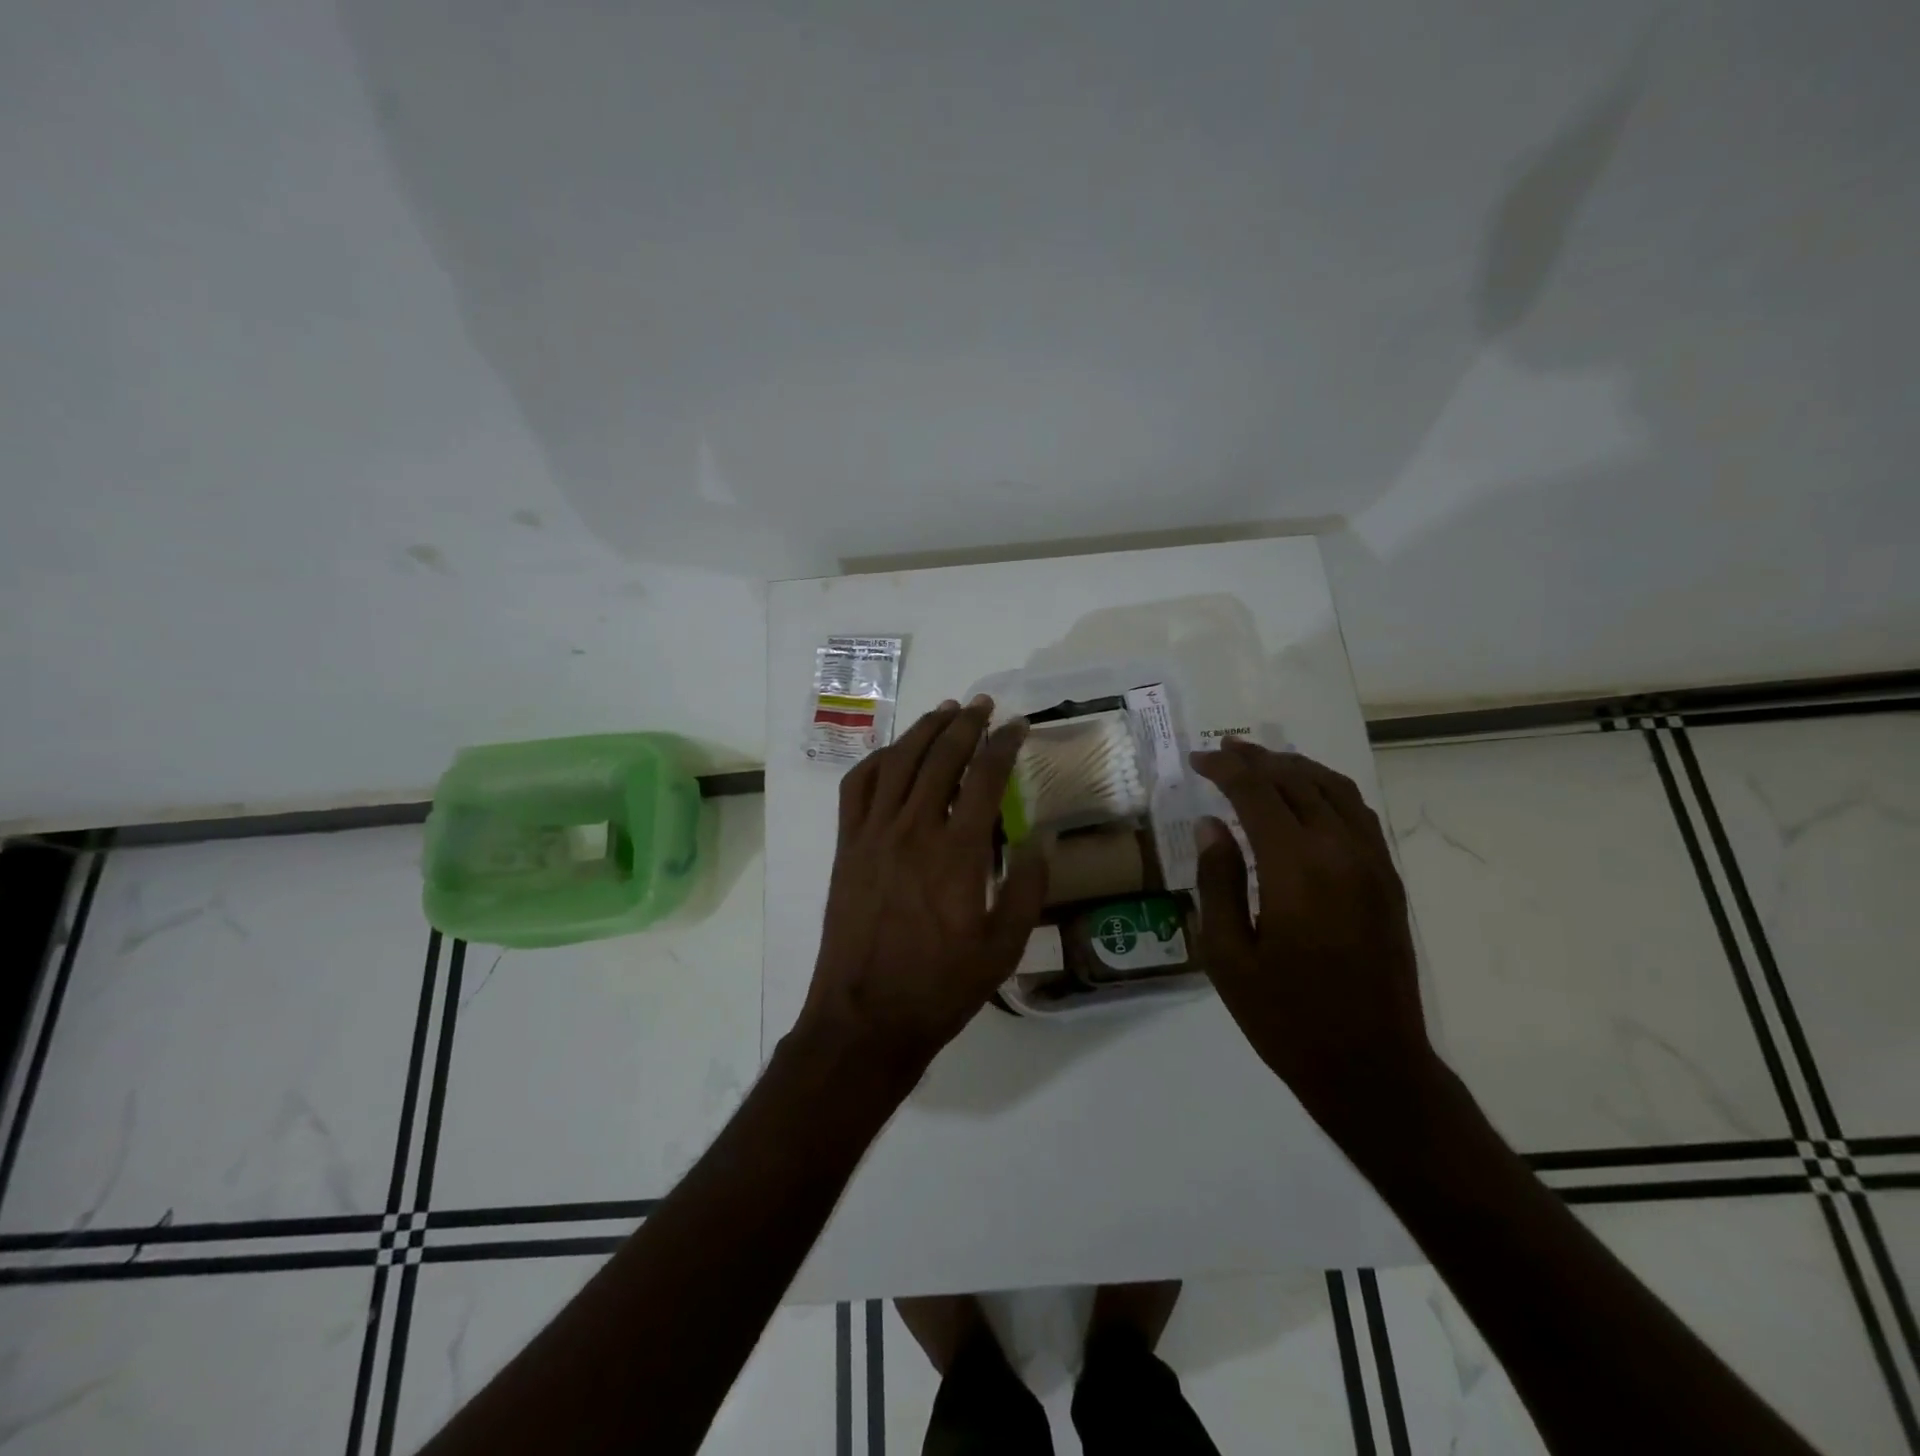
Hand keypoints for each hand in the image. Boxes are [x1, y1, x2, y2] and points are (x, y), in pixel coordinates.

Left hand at [799, 696, 1049, 1079]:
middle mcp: (913, 830)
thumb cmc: (940, 987)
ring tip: (945, 712)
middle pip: (940, 757)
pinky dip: (878, 761)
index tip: (1019, 727)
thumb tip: (1042, 838)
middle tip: (984, 705)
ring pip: (898, 763)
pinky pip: (857, 788)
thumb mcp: (1003, 948)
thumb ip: (1027, 888)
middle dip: (966, 724)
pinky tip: (894, 754)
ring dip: (923, 731)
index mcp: (956, 853)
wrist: (865, 1018)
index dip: (1004, 744)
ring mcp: (873, 835)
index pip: (985, 778)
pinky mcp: (847, 847)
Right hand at [1190, 740, 1434, 1139]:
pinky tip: (1306, 798)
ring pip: (1335, 789)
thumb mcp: (1227, 954)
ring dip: (1295, 768)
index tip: (1197, 759)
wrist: (1371, 1066)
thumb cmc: (1285, 1017)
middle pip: (1297, 781)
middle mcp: (1341, 852)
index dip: (1225, 768)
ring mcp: (1373, 864)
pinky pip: (1358, 814)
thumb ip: (1218, 880)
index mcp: (1296, 868)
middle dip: (1257, 759)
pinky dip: (1327, 791)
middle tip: (1222, 750)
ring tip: (1261, 762)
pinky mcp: (1388, 881)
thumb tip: (1212, 826)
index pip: (1257, 792)